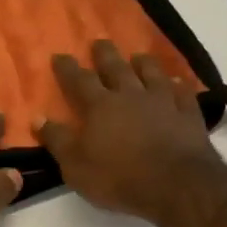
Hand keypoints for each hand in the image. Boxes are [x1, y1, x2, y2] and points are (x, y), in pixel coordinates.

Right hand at [39, 40, 226, 226]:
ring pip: (151, 74)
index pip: (79, 80)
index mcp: (99, 106)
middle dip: (105, 54)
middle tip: (99, 41)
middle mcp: (130, 96)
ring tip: (138, 56)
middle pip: (116, 68)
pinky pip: (182, 93)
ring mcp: (163, 102)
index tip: (59, 55)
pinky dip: (178, 85)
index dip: (67, 68)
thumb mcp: (75, 165)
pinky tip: (176, 81)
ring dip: (143, 63)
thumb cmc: (118, 177)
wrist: (176, 185)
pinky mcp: (188, 115)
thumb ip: (57, 140)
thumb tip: (38, 117)